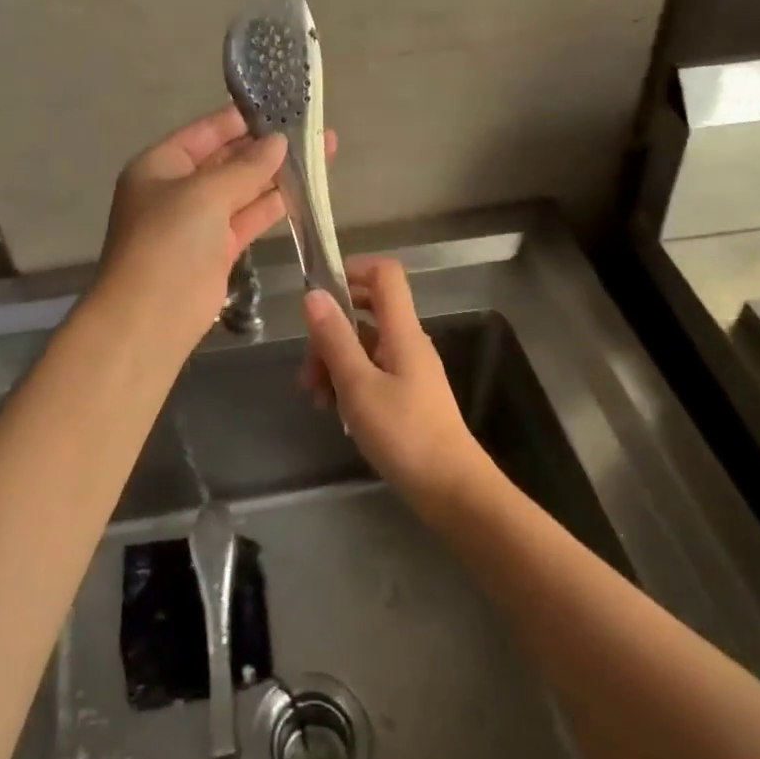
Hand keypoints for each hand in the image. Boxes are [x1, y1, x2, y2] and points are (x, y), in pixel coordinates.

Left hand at [95, 106, 291, 356]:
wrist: (151, 316)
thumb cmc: (168, 241)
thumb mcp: (205, 193)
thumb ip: (246, 167)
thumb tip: (279, 142)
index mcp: (160, 165)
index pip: (206, 131)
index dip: (242, 118)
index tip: (280, 104)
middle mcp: (178, 188)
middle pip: (228, 158)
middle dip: (266, 145)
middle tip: (311, 127)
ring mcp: (199, 221)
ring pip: (244, 188)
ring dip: (278, 173)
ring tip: (322, 151)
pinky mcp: (219, 249)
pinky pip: (250, 217)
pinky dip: (275, 204)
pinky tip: (307, 189)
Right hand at [302, 258, 489, 508]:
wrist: (451, 488)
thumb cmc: (404, 434)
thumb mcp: (358, 386)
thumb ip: (335, 339)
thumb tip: (313, 294)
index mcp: (402, 331)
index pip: (385, 274)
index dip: (353, 270)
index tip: (319, 292)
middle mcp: (408, 341)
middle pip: (366, 310)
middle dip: (330, 330)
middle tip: (308, 367)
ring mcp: (409, 368)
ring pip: (364, 345)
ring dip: (334, 362)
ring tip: (316, 398)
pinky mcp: (407, 393)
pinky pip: (372, 370)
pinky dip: (349, 381)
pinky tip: (335, 411)